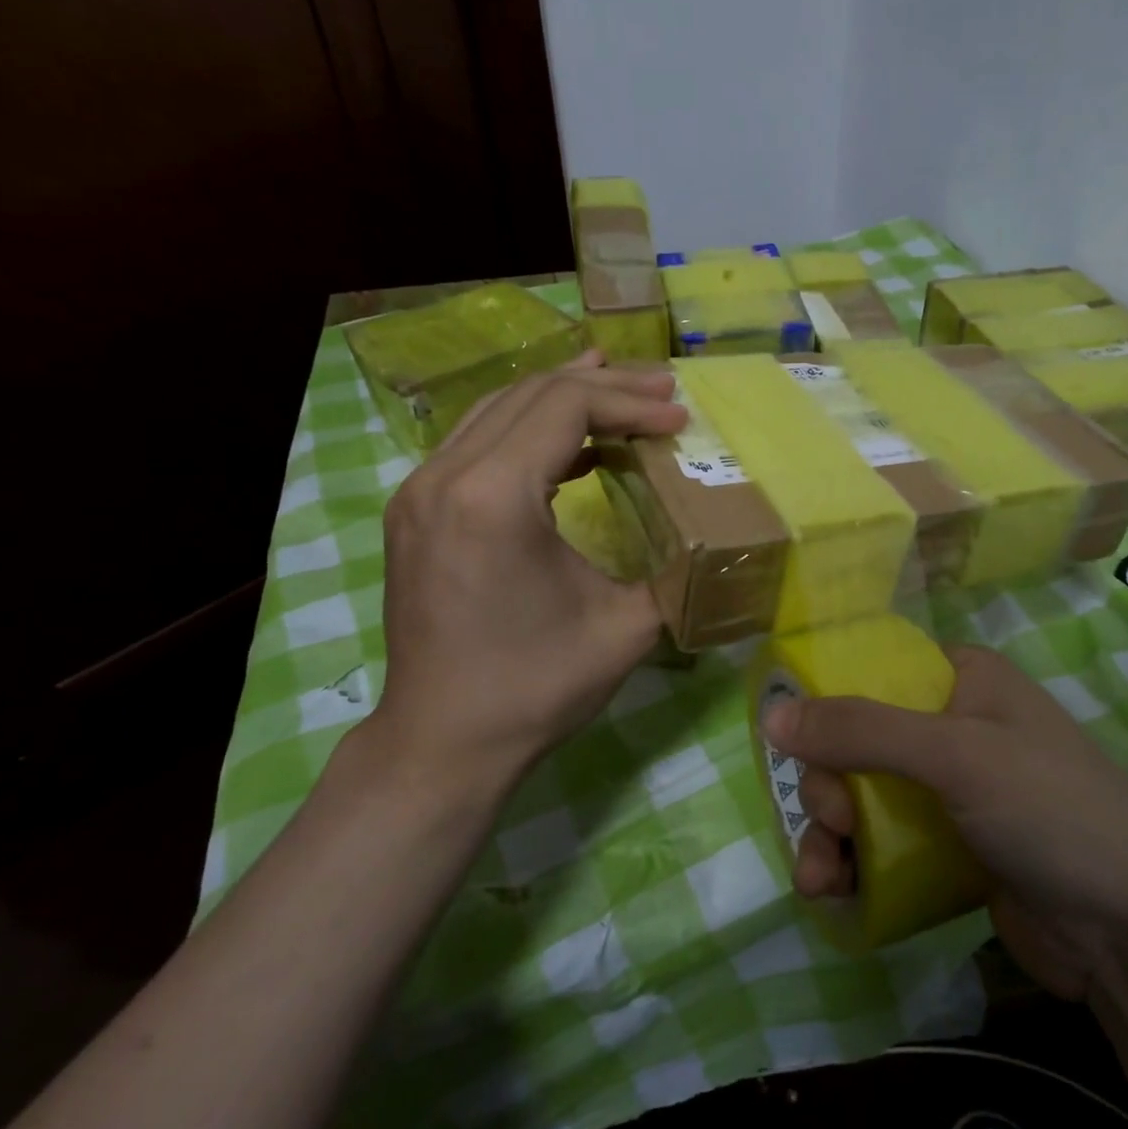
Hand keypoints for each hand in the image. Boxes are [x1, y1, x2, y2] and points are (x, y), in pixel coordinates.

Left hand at [348, 353, 685, 809]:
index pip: (566, 407)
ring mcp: (419, 491)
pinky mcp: (416, 511)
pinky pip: (476, 442)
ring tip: (620, 392)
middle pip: (531, 393)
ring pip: (497, 409)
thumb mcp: (627, 627)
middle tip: (663, 390)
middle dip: (604, 386)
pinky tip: (572, 445)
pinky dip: (529, 429)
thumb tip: (711, 540)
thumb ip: (673, 569)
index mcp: (493, 497)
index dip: (631, 404)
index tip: (680, 421)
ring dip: (563, 397)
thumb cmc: (536, 686)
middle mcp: (444, 477)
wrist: (443, 743)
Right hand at [762, 646, 1127, 999]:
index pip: (874, 671)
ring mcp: (952, 791)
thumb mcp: (955, 756)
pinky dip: (853, 866)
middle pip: (859, 742)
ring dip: (830, 835)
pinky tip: (832, 894)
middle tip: (836, 822)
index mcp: (962, 679)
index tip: (797, 745)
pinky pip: (883, 844)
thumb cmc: (1050, 810)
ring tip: (819, 879)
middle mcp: (953, 726)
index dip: (828, 703)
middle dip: (830, 786)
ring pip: (864, 798)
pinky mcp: (950, 848)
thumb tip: (772, 717)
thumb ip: (862, 732)